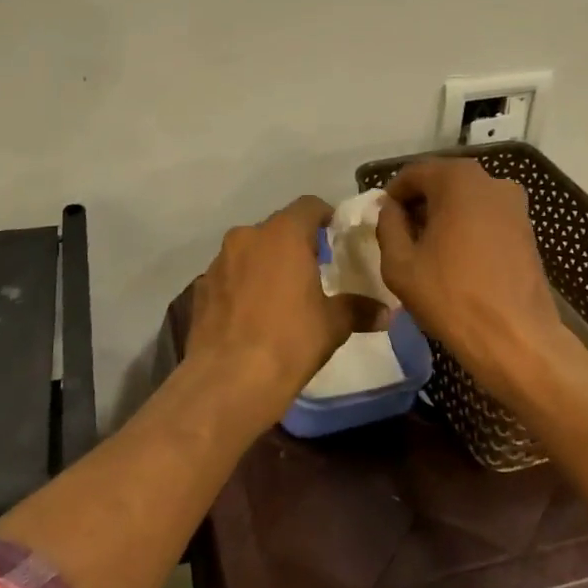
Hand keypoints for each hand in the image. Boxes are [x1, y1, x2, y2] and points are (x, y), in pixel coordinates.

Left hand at [186, 197, 378, 425]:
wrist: (228, 381)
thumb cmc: (289, 342)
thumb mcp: (333, 325)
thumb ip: (358, 309)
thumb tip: (386, 312)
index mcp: (283, 234)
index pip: (308, 206)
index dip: (324, 217)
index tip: (335, 236)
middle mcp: (248, 236)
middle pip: (277, 227)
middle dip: (294, 243)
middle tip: (312, 269)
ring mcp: (219, 260)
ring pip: (250, 250)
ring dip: (265, 263)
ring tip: (280, 294)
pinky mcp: (201, 287)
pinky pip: (229, 275)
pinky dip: (242, 284)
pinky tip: (250, 314)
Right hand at [375, 159, 567, 399]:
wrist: (517, 339)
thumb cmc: (451, 296)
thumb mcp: (400, 263)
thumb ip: (388, 226)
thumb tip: (390, 209)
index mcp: (457, 179)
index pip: (413, 174)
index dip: (393, 196)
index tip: (383, 222)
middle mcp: (490, 180)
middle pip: (442, 182)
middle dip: (419, 205)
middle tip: (402, 237)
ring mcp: (514, 204)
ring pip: (466, 199)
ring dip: (444, 216)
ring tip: (429, 252)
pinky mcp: (527, 228)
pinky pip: (486, 217)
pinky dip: (468, 228)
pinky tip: (458, 260)